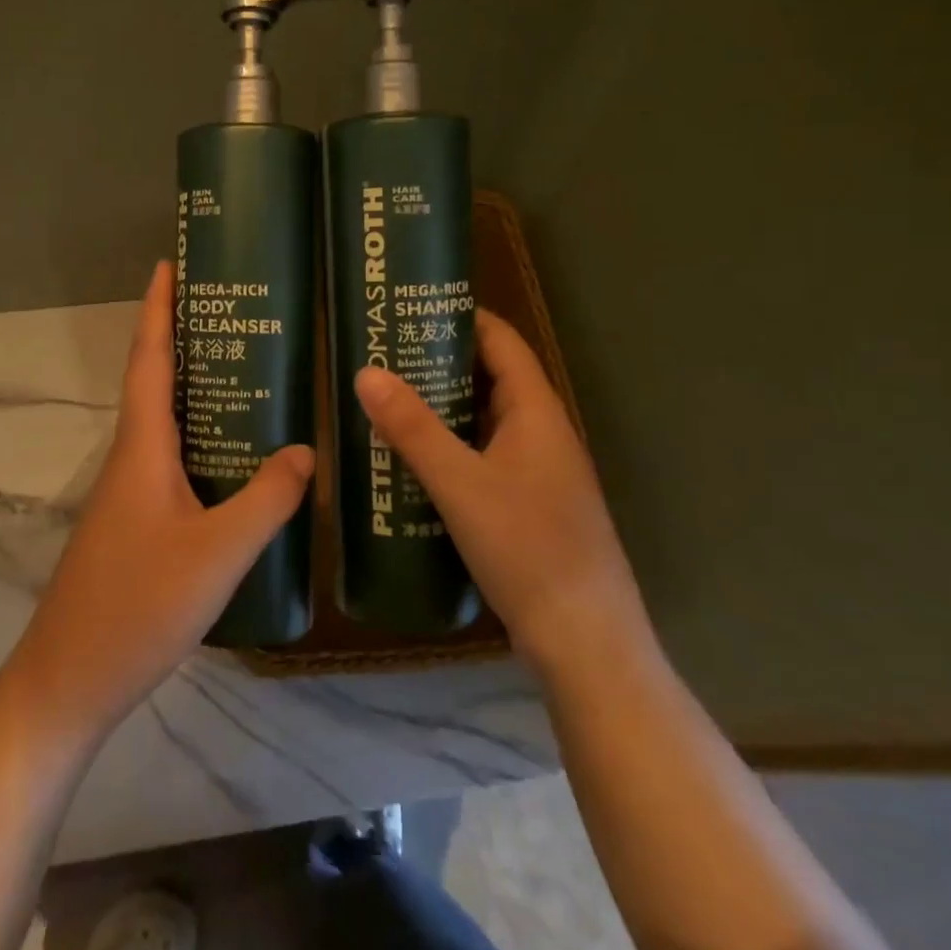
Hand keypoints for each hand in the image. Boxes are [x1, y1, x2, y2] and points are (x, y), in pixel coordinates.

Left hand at [7, 261, 313, 735]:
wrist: (69, 681)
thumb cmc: (137, 606)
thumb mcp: (217, 553)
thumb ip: (266, 500)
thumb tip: (306, 450)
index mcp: (142, 448)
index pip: (148, 359)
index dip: (158, 308)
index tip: (170, 263)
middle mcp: (131, 459)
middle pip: (156, 381)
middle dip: (185, 337)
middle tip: (235, 311)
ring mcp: (129, 493)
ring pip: (165, 423)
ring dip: (195, 388)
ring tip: (249, 370)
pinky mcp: (136, 523)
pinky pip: (173, 460)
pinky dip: (201, 438)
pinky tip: (237, 457)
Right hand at [355, 310, 648, 669]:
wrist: (584, 641)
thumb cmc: (527, 547)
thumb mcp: (460, 483)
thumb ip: (413, 428)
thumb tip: (366, 371)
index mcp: (537, 413)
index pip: (502, 342)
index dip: (463, 318)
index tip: (413, 308)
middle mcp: (543, 434)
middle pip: (492, 379)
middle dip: (442, 362)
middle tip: (385, 355)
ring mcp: (539, 473)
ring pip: (486, 421)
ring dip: (444, 407)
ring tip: (389, 399)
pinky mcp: (529, 506)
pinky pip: (485, 457)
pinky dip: (452, 446)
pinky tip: (414, 461)